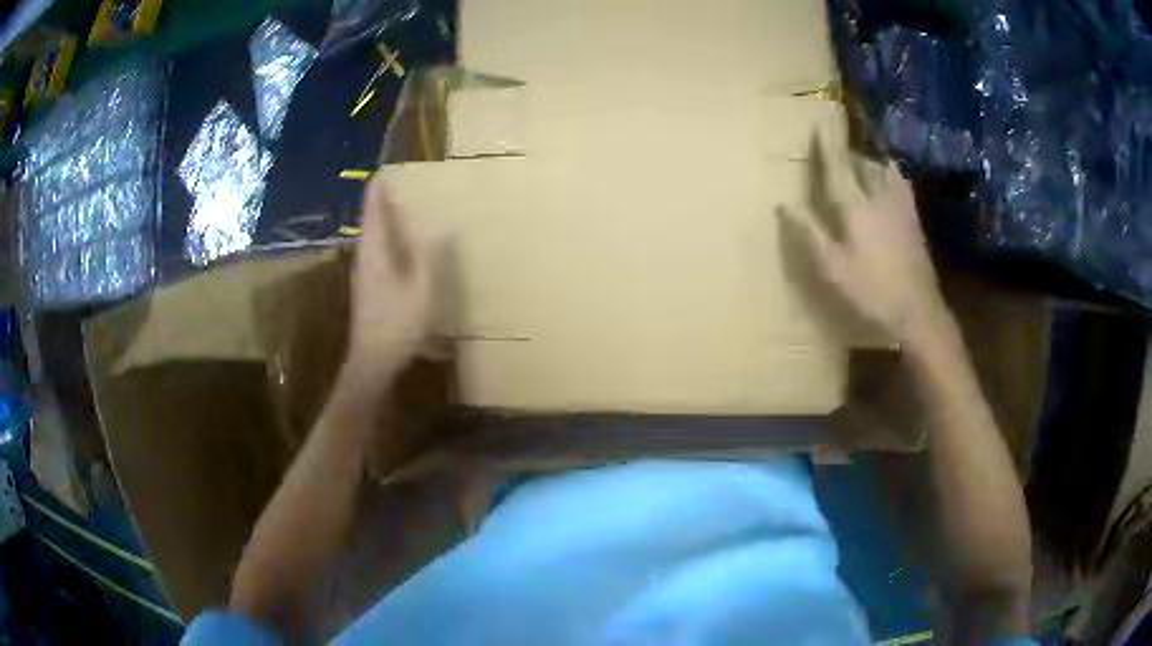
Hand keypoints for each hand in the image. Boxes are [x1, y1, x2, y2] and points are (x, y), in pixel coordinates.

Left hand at [344, 176, 440, 385]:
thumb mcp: (421, 290)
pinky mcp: (369, 290)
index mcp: (375, 252)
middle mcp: (365, 259)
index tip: (384, 171)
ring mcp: (364, 276)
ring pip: (373, 240)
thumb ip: (430, 256)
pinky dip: (387, 242)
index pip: (373, 212)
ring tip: (401, 211)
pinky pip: (377, 254)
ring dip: (384, 223)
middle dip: (381, 203)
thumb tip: (441, 225)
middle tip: (398, 186)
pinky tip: (401, 249)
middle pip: (371, 223)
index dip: (377, 191)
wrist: (372, 362)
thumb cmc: (396, 325)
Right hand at [780, 123, 950, 349]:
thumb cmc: (871, 291)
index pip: (837, 167)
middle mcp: (879, 198)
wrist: (917, 310)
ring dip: (870, 163)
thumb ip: (809, 233)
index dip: (827, 145)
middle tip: (838, 150)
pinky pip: (900, 186)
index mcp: (855, 208)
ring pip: (884, 172)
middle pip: (862, 164)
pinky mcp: (914, 220)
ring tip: (861, 165)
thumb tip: (784, 204)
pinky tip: (888, 184)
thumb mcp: (832, 268)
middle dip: (848, 153)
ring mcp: (901, 208)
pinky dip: (890, 176)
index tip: (819, 123)